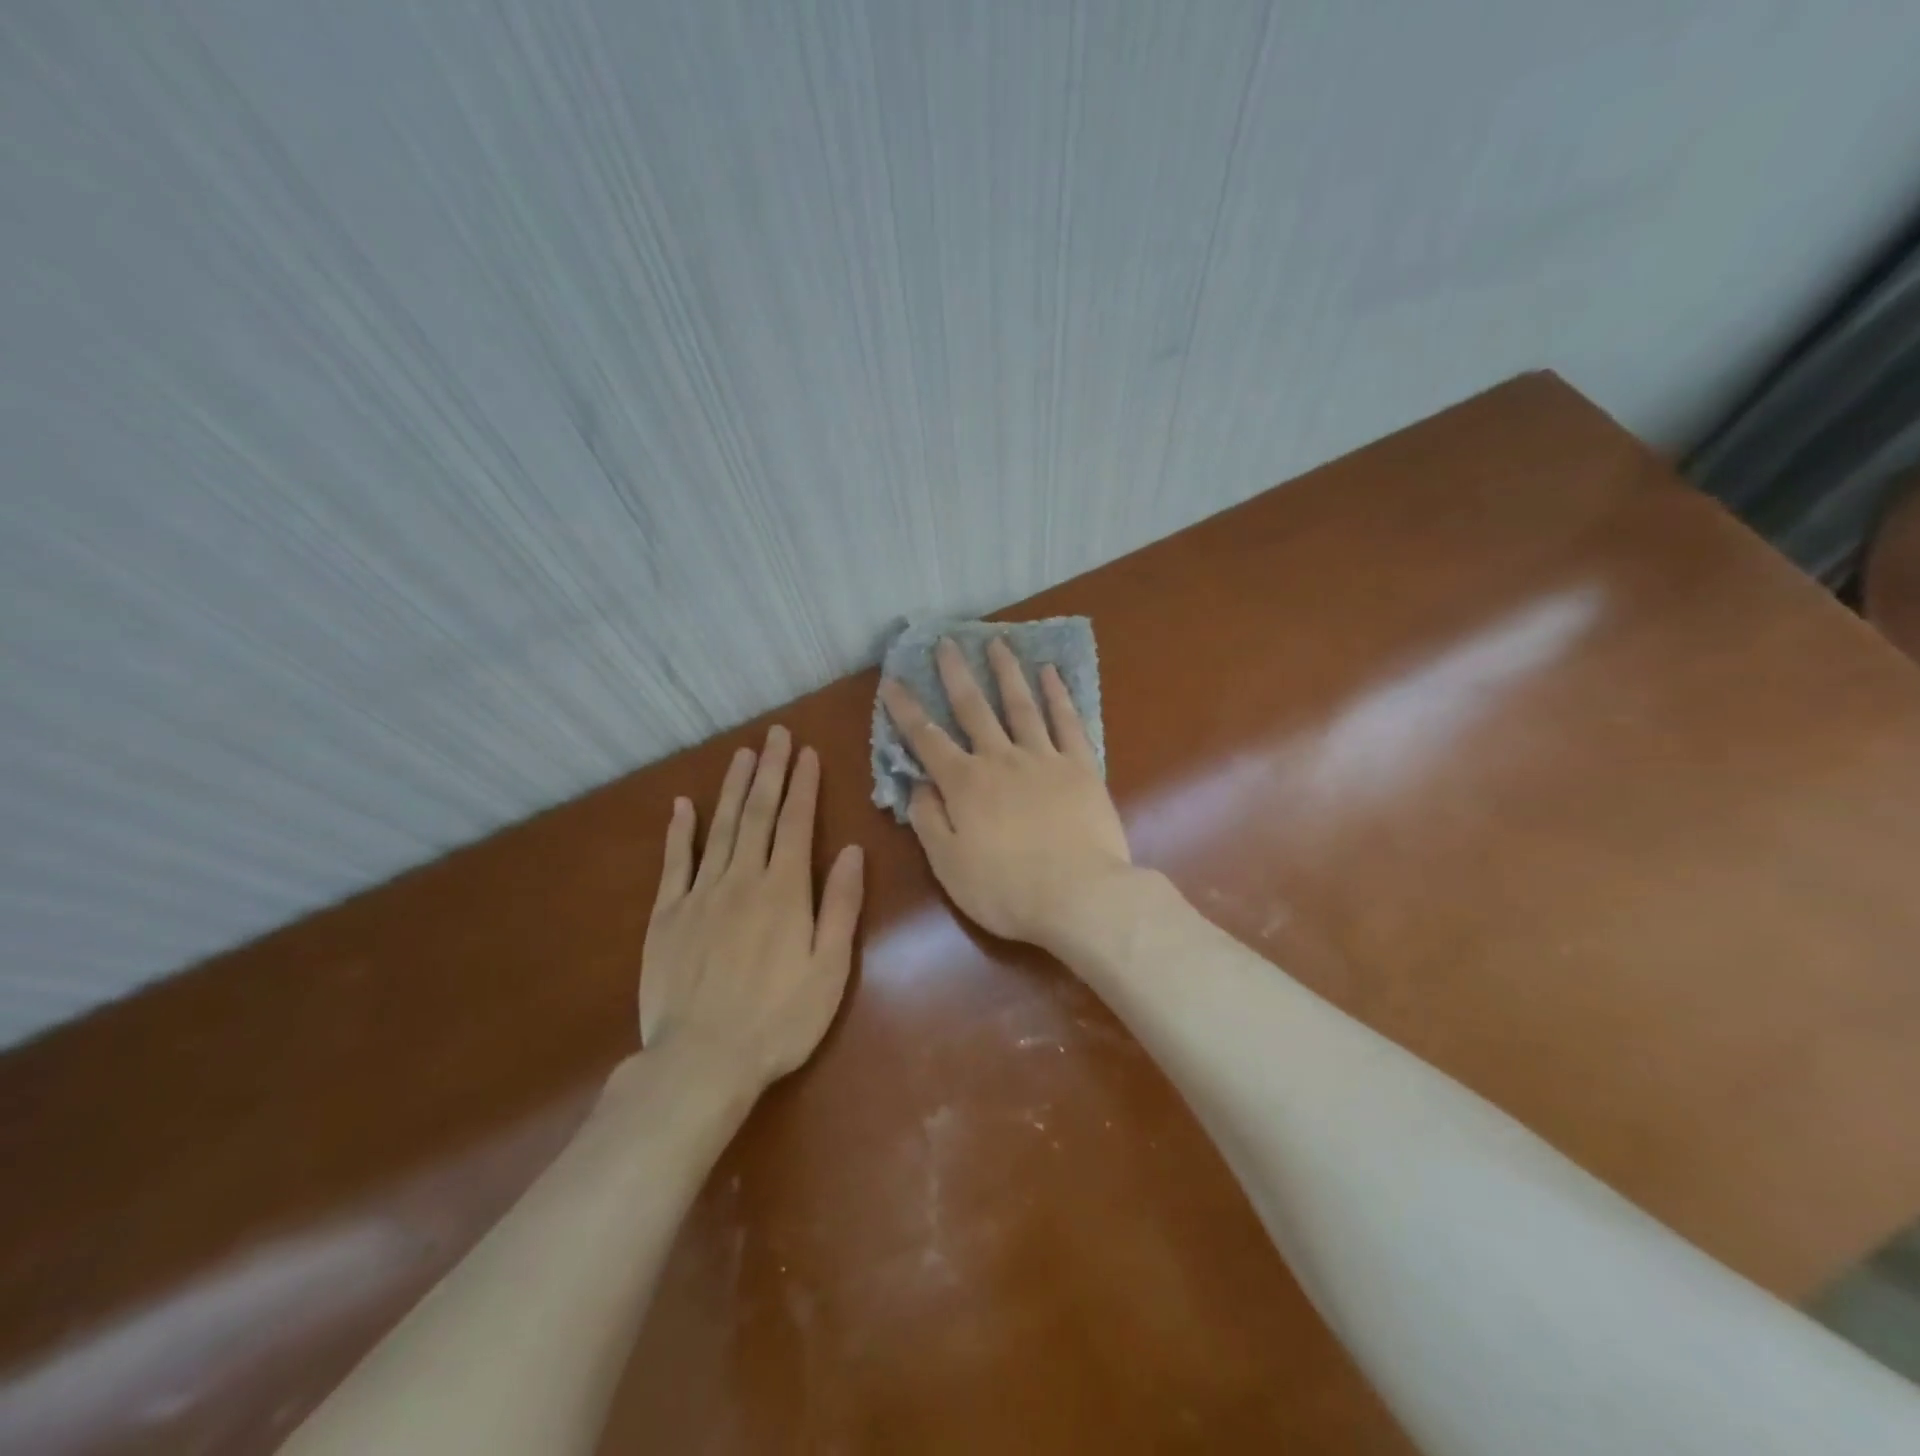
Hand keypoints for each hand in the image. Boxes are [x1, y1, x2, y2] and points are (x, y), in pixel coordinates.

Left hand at [640, 725, 864, 1092]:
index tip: (805, 752)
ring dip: (732, 789)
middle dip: (769, 772)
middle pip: (757, 814)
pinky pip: (674, 863)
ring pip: (719, 829)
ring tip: (741, 755)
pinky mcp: (667, 915)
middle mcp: (742, 880)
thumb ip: (840, 906)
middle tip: (774, 735)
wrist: (702, 1061)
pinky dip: (680, 831)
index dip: (802, 785)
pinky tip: (683, 805)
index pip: (795, 824)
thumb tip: (850, 850)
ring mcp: (700, 895)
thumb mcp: (829, 968)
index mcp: (784, 891)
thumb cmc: (779, 1020)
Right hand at [880, 637, 1131, 949]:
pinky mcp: (1081, 766)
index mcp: (965, 784)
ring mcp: (1044, 758)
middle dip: (956, 674)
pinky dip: (1057, 695)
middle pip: (973, 708)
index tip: (892, 681)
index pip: (926, 739)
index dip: (906, 710)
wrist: (1080, 896)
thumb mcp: (949, 865)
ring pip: (1021, 705)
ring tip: (998, 642)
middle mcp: (1001, 759)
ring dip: (1007, 672)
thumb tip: (918, 785)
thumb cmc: (1006, 890)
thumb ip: (929, 821)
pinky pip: (1067, 722)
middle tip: (946, 642)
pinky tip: (1051, 673)